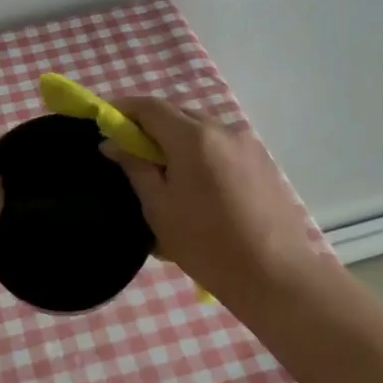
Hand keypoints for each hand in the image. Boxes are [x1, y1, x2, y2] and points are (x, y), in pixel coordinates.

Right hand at [104, 97, 319, 301]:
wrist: (276, 275)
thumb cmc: (207, 244)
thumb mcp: (159, 208)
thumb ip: (135, 167)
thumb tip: (113, 143)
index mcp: (193, 137)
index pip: (150, 107)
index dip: (124, 109)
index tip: (106, 123)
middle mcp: (222, 129)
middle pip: (177, 115)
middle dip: (151, 126)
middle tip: (132, 153)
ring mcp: (247, 144)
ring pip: (202, 130)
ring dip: (178, 140)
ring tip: (167, 175)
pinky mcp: (262, 162)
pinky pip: (221, 146)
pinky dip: (202, 153)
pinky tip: (199, 187)